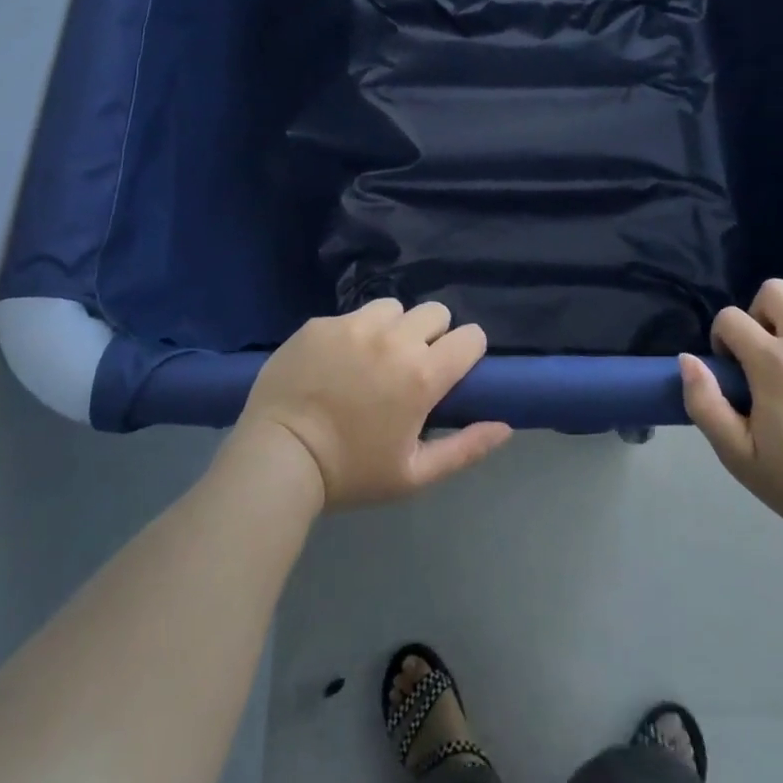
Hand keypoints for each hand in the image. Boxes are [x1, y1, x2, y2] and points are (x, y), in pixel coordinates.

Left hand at [236, 300, 511, 509]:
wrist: (277, 458)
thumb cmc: (351, 473)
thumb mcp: (414, 475)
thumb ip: (465, 449)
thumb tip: (505, 426)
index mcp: (422, 374)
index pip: (471, 336)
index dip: (467, 352)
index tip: (453, 371)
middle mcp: (394, 339)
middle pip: (435, 312)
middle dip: (432, 334)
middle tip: (411, 365)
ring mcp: (354, 325)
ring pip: (393, 307)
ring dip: (393, 327)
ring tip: (373, 357)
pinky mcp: (321, 323)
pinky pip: (352, 316)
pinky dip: (354, 332)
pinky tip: (336, 361)